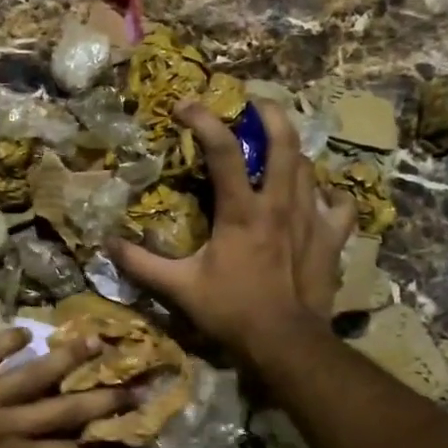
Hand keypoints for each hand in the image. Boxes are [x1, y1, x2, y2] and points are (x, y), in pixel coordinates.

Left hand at [0, 328, 127, 447]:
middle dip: (103, 398)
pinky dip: (3, 341)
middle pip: (65, 410)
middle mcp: (10, 426)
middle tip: (135, 383)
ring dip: (66, 358)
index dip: (103, 443)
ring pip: (33, 375)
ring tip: (95, 340)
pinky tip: (26, 328)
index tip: (130, 431)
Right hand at [108, 100, 355, 365]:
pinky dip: (331, 193)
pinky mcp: (332, 238)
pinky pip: (341, 204)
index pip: (223, 150)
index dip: (203, 120)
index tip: (184, 105)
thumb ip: (142, 264)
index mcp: (242, 211)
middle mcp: (280, 204)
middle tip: (253, 104)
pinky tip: (320, 194)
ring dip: (291, 150)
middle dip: (269, 113)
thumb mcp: (179, 288)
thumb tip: (107, 245)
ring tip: (277, 145)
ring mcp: (312, 218)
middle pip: (284, 141)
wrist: (286, 343)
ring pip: (308, 166)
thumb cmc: (232, 311)